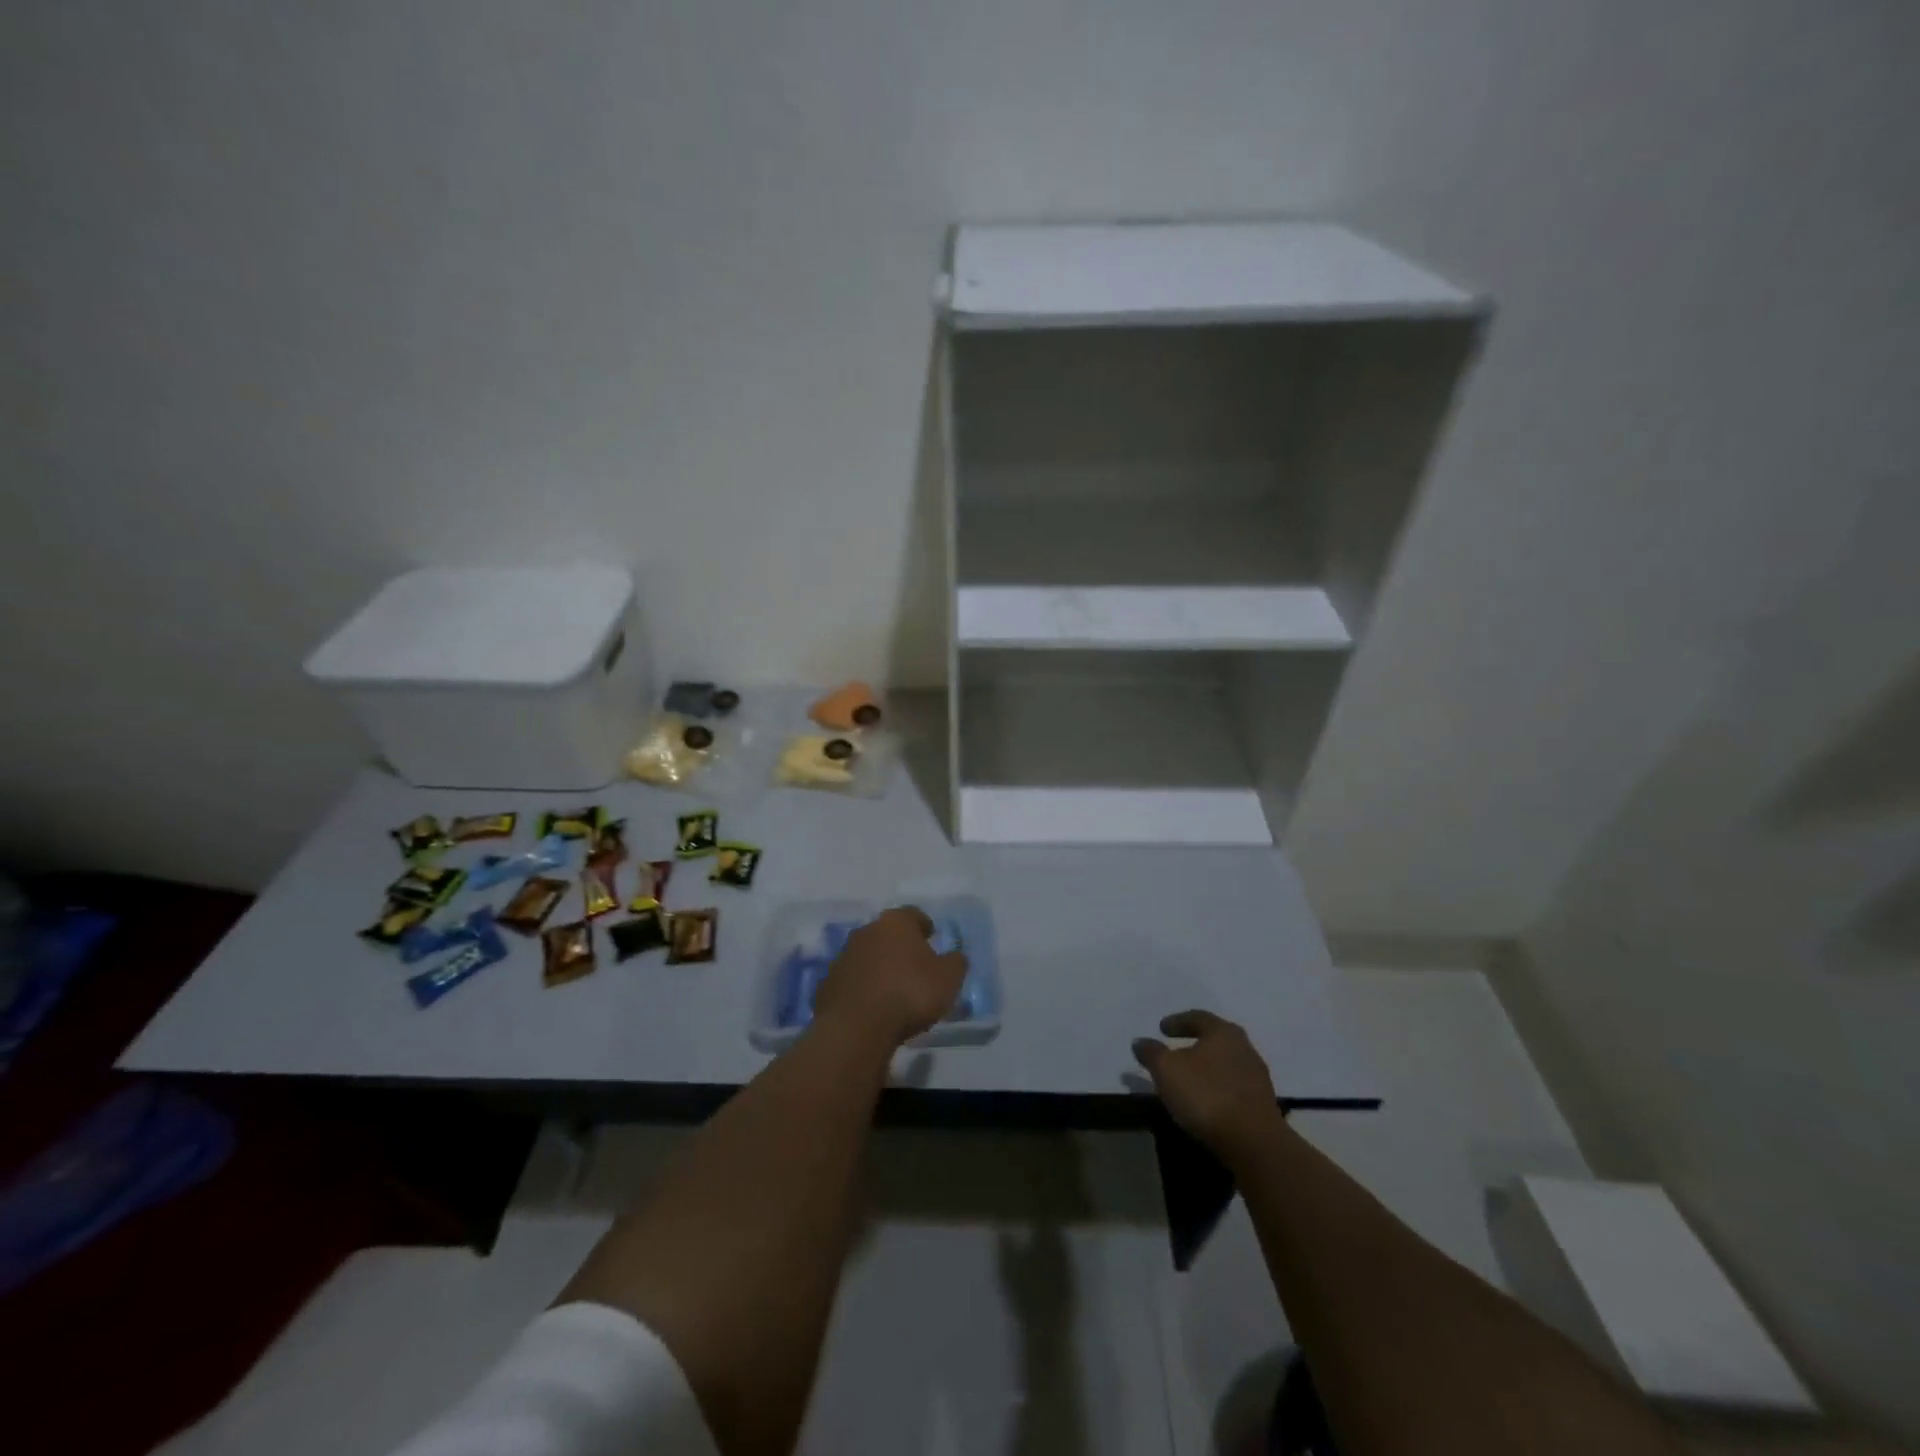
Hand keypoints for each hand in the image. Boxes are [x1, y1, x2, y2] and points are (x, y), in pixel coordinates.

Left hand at [812, 906, 967, 1048]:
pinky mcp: (827, 983)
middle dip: (900, 946)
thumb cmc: (909, 994)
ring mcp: (843, 955)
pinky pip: (852, 980)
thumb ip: (956, 962)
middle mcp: (867, 930)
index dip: (925, 927)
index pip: (914, 915)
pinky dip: (862, 988)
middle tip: (915, 966)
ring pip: (868, 955)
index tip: (932, 939)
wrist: (856, 1027)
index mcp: (896, 922)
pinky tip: (873, 1006)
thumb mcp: (949, 979)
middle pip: (888, 933)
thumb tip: (955, 956)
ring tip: (893, 990)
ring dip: (879, 966)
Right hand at [1132, 1010, 1279, 1157]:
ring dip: (1207, 1068)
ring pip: (1226, 1064)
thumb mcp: (1167, 1070)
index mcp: (1223, 1032)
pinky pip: (1233, 1088)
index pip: (1198, 1017)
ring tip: (1188, 1079)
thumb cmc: (1206, 1094)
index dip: (1177, 1021)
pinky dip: (1217, 1088)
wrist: (1253, 1142)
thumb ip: (1152, 1053)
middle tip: (1175, 1050)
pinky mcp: (1263, 1105)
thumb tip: (1140, 1042)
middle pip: (1216, 1040)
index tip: (1162, 1028)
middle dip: (1194, 1043)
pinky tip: (1206, 1101)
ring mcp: (1257, 1078)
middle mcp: (1244, 1048)